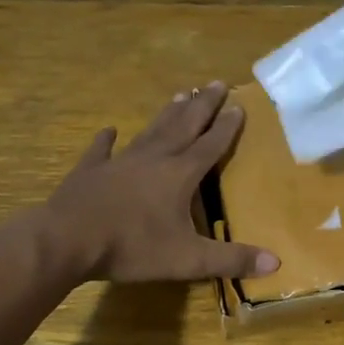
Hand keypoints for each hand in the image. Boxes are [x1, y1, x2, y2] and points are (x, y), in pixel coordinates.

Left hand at [42, 82, 280, 283]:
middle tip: (216, 82)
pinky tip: (108, 130)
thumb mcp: (188, 259)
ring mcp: (120, 162)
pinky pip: (101, 150)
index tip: (239, 105)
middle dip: (202, 105)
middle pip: (184, 126)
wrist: (67, 240)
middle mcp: (154, 159)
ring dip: (167, 113)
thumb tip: (276, 262)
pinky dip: (106, 140)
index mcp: (180, 175)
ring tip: (180, 93)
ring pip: (150, 131)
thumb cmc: (132, 247)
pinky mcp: (90, 171)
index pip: (211, 145)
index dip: (227, 127)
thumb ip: (231, 259)